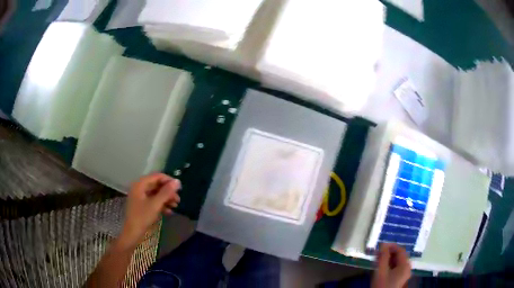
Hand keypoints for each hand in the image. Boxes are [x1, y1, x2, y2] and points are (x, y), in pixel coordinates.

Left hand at [118, 173, 180, 248]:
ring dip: (166, 199)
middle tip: (178, 200)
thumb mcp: (155, 204)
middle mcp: (140, 187)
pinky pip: (153, 200)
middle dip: (168, 192)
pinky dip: (161, 204)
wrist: (133, 232)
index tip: (180, 188)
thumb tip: (178, 181)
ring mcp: (140, 196)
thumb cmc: (142, 217)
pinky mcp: (142, 205)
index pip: (157, 176)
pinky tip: (169, 212)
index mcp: (140, 184)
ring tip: (176, 206)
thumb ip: (166, 192)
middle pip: (157, 185)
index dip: (169, 181)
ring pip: (156, 193)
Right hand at [372, 243, 410, 287]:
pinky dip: (389, 265)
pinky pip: (396, 267)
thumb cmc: (382, 285)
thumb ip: (383, 257)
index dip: (391, 246)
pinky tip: (381, 266)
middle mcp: (407, 268)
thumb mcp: (381, 271)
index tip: (380, 245)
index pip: (401, 250)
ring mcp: (404, 274)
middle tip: (378, 253)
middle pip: (400, 256)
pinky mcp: (400, 278)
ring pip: (397, 262)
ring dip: (388, 259)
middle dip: (389, 253)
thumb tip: (383, 244)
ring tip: (378, 259)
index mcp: (405, 265)